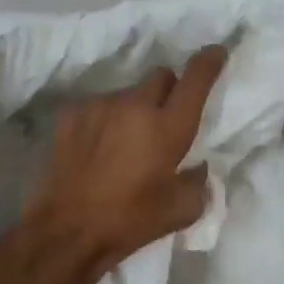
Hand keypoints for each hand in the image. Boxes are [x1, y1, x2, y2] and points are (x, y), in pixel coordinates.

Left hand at [21, 45, 227, 278]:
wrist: (68, 230)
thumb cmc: (131, 221)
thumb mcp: (182, 210)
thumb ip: (198, 182)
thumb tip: (196, 167)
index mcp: (168, 127)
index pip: (195, 79)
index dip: (209, 61)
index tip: (215, 52)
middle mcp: (135, 106)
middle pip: (160, 76)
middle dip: (169, 90)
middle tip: (164, 119)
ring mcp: (100, 106)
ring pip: (128, 93)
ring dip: (134, 109)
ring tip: (125, 142)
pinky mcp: (71, 114)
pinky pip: (98, 107)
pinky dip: (105, 120)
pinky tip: (97, 147)